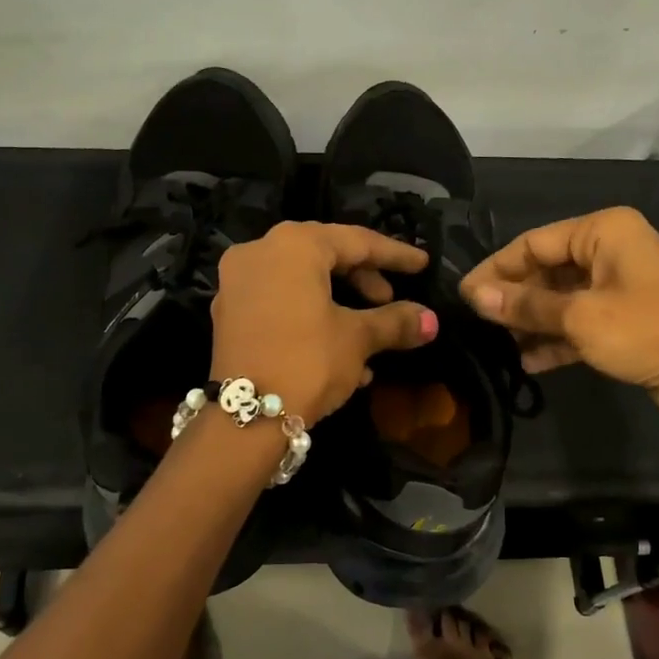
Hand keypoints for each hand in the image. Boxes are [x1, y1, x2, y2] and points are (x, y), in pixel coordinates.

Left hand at [210, 221, 438, 424]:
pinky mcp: (228, 314)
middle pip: (324, 256)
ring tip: (371, 336)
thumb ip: (395, 321)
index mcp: (293, 245)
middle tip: (389, 300)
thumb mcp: (357, 339)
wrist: (246, 417)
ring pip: (302, 283)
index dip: (395, 255)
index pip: (356, 241)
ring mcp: (237, 283)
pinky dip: (311, 317)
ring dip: (340, 305)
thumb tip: (430, 320)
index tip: (422, 265)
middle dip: (363, 280)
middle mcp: (259, 252)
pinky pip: (280, 303)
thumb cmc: (308, 362)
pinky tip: (340, 355)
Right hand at [460, 207, 658, 430]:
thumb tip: (474, 295)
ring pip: (563, 299)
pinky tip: (529, 362)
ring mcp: (622, 288)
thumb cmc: (647, 329)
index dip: (496, 268)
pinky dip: (557, 340)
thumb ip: (525, 305)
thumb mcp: (579, 316)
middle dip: (514, 298)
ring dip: (533, 322)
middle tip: (478, 324)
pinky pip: (581, 324)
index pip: (534, 242)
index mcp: (603, 231)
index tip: (463, 296)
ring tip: (498, 346)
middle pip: (548, 269)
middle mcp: (612, 251)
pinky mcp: (628, 323)